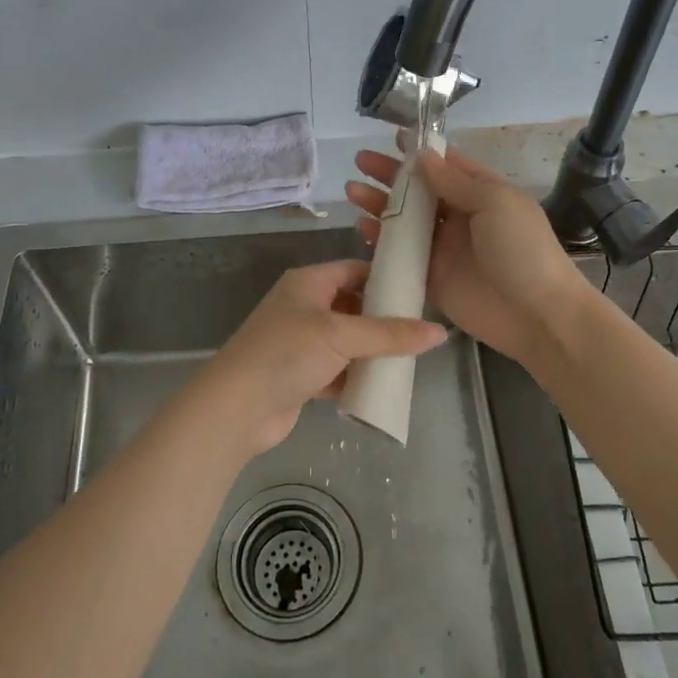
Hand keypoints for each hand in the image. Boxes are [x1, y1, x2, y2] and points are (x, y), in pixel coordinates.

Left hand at [189, 259, 447, 456]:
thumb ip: (391, 334)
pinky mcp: (301, 376)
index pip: (354, 270)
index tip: (419, 292)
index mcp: (308, 283)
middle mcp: (303, 307)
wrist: (238, 407)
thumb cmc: (288, 353)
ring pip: (347, 341)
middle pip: (353, 306)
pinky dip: (357, 376)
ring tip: (410, 357)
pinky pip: (338, 370)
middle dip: (383, 318)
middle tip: (420, 329)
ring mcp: (301, 343)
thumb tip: (439, 332)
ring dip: (372, 350)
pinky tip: (383, 385)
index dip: (385, 278)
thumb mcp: (342, 336)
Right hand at [347, 147, 593, 364]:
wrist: (538, 315)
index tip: (392, 137)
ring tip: (352, 191)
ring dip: (380, 205)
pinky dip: (381, 242)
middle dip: (391, 175)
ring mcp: (444, 248)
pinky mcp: (432, 278)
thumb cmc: (523, 250)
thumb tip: (421, 156)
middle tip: (360, 162)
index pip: (447, 164)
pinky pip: (402, 255)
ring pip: (405, 221)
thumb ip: (455, 182)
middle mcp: (461, 216)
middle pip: (419, 190)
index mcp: (482, 193)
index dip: (420, 151)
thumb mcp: (495, 203)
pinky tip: (362, 229)